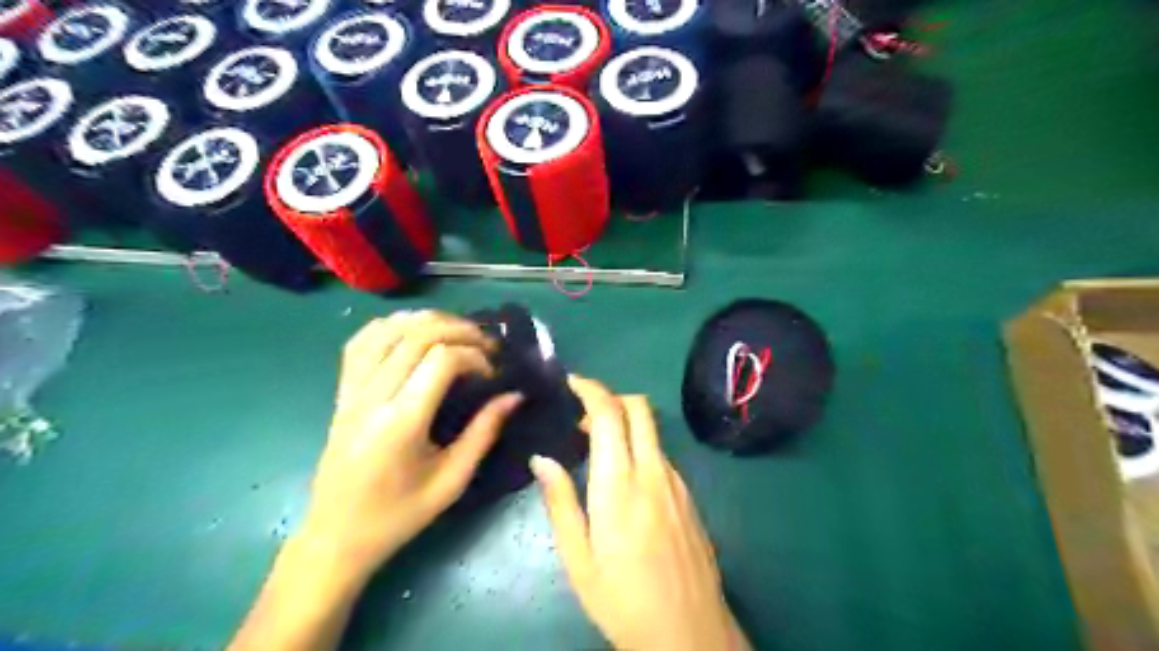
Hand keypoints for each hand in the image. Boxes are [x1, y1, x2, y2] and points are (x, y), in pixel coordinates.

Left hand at [299, 313, 522, 581]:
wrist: (335, 537)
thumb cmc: (399, 515)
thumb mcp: (452, 481)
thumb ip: (484, 432)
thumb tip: (514, 395)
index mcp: (401, 422)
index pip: (442, 359)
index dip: (475, 356)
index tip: (493, 374)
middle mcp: (373, 396)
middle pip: (417, 334)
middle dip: (460, 330)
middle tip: (486, 345)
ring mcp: (351, 390)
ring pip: (388, 329)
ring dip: (428, 321)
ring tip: (457, 332)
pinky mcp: (341, 392)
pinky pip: (361, 341)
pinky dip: (391, 325)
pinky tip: (414, 332)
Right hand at [531, 376, 750, 650]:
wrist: (689, 634)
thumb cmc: (622, 600)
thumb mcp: (578, 558)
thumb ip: (560, 501)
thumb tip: (541, 458)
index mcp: (620, 484)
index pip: (610, 414)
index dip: (591, 389)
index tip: (572, 382)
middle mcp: (653, 472)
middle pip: (639, 408)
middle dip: (611, 397)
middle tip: (582, 416)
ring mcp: (676, 482)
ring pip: (652, 431)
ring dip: (625, 424)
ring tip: (596, 449)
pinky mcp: (688, 496)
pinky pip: (661, 455)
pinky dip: (640, 447)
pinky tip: (624, 479)